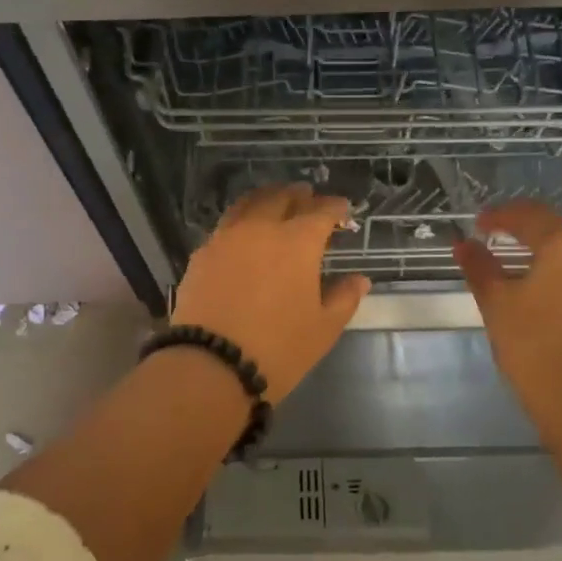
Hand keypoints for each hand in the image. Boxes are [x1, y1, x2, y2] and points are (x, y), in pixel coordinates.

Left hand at [172, 183, 371, 401]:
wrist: (211, 364)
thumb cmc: (278, 348)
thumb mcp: (323, 328)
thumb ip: (344, 298)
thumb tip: (359, 279)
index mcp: (298, 241)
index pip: (321, 212)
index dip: (334, 207)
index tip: (342, 209)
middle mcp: (261, 228)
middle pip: (281, 198)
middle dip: (298, 195)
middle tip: (308, 197)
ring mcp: (227, 238)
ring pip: (248, 204)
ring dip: (266, 199)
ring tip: (274, 204)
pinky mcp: (202, 254)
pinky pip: (227, 226)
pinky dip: (241, 221)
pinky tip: (244, 234)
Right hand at [453, 200, 561, 443]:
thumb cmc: (532, 343)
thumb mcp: (496, 301)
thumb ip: (478, 267)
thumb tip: (462, 244)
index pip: (530, 215)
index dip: (500, 215)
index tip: (476, 224)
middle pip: (551, 231)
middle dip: (518, 231)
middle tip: (487, 238)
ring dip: (535, 252)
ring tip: (504, 263)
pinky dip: (550, 272)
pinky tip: (529, 288)